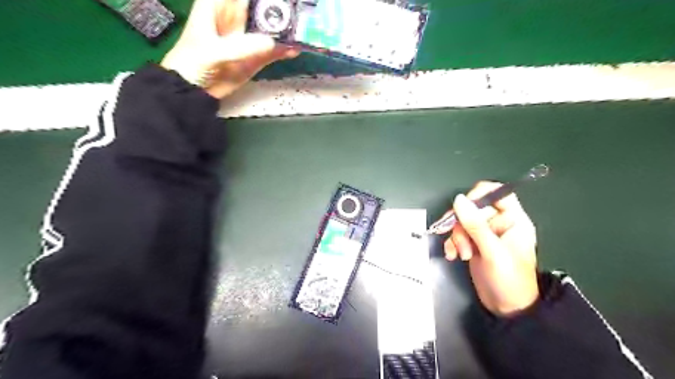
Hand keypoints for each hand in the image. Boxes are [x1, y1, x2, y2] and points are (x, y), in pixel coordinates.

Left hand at [160, 0, 297, 98]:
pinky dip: (285, 50)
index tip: (282, 0)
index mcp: (219, 4)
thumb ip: (240, 47)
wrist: (195, 90)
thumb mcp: (213, 51)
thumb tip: (271, 42)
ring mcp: (248, 38)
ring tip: (302, 30)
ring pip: (271, 27)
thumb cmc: (193, 63)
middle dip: (280, 7)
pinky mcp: (256, 56)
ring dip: (286, 28)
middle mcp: (237, 17)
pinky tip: (295, 49)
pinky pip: (274, 50)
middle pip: (262, 6)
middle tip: (298, 12)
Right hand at [447, 181, 540, 317]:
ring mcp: (485, 234)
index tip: (463, 206)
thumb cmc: (509, 280)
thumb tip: (459, 199)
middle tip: (462, 243)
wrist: (506, 308)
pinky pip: (457, 235)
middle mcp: (499, 223)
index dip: (479, 195)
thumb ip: (475, 225)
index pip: (498, 193)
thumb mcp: (492, 251)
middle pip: (473, 209)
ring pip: (462, 222)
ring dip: (457, 237)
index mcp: (513, 220)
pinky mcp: (474, 243)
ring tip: (461, 254)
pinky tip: (452, 255)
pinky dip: (452, 244)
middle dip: (463, 225)